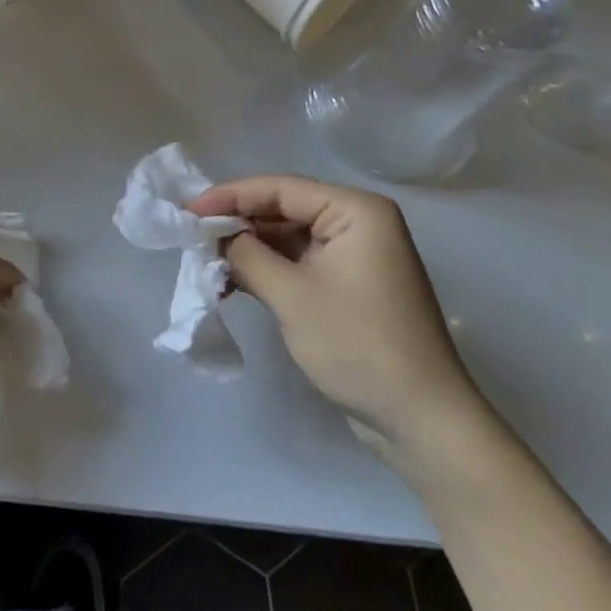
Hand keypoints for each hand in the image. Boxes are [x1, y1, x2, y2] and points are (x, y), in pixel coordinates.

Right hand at [191, 175, 485, 452]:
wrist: (424, 422)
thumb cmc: (359, 346)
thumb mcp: (292, 296)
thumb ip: (246, 255)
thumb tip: (215, 235)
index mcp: (354, 210)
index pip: (280, 188)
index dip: (229, 196)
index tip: (186, 210)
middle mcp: (357, 221)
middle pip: (283, 208)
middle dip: (237, 223)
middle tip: (191, 235)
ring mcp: (354, 253)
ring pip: (286, 236)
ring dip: (248, 249)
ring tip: (205, 261)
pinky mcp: (348, 283)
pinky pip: (298, 262)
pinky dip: (266, 270)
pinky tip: (232, 283)